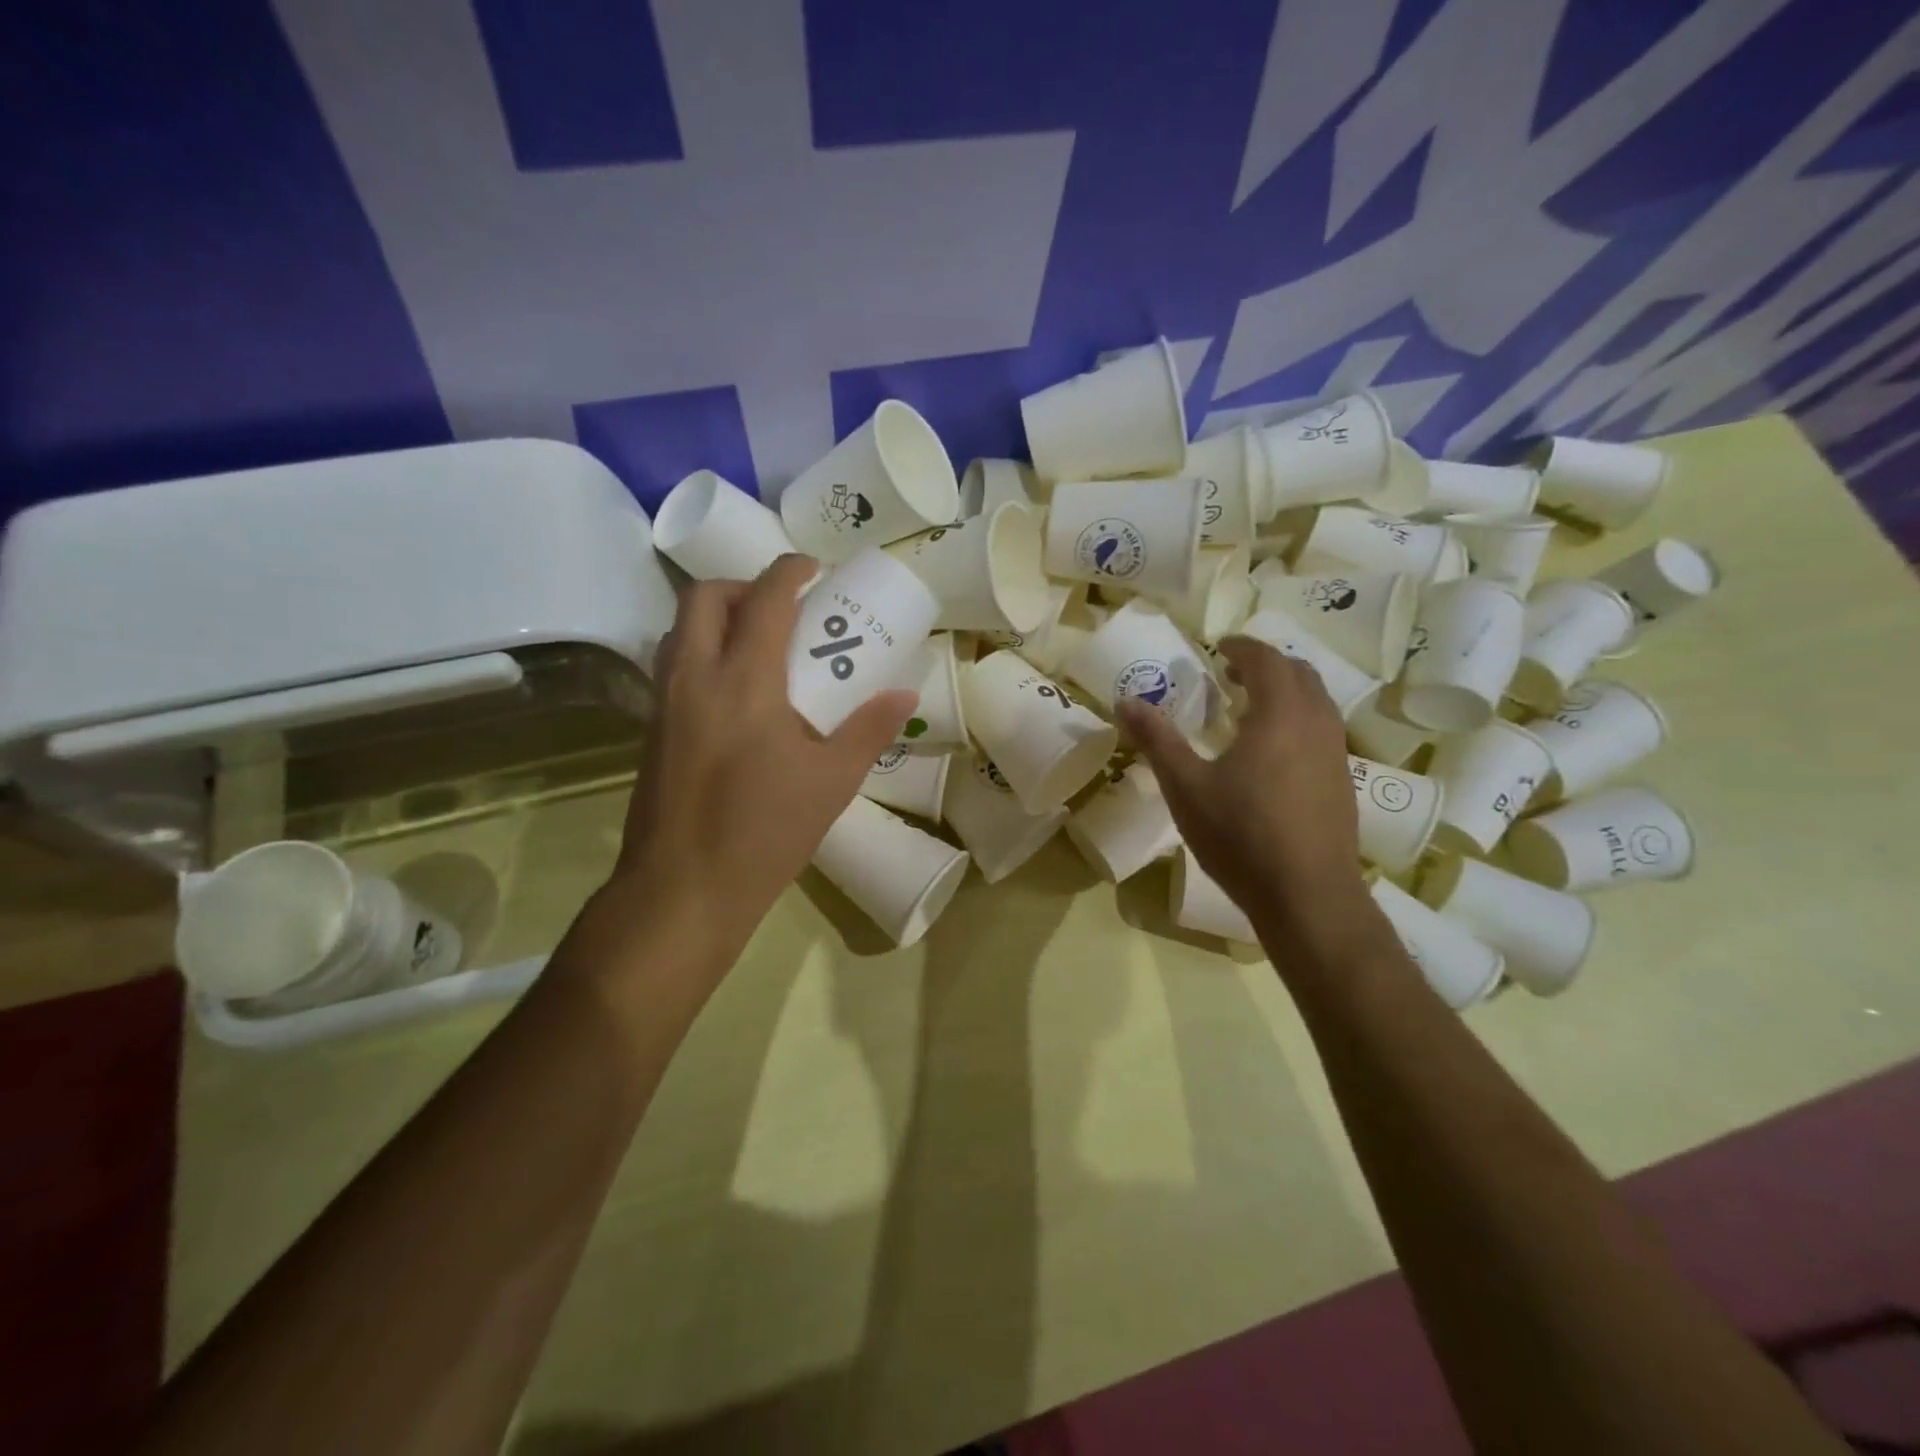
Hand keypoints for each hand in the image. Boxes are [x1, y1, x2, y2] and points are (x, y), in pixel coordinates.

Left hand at [607, 554, 915, 971]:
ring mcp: (664, 702)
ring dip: (719, 616)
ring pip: (681, 628)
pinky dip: (703, 650)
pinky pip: (673, 662)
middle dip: (744, 585)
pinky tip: (736, 691)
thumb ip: (868, 729)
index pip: (764, 600)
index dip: (789, 571)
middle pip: (704, 597)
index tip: (814, 568)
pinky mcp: (651, 728)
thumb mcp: (831, 782)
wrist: (682, 890)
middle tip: (783, 608)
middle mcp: (694, 677)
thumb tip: (904, 694)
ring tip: (761, 644)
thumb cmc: (764, 833)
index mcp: (743, 682)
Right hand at [1118, 637, 1368, 937]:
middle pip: (1300, 673)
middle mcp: (1316, 724)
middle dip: (1267, 665)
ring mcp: (1336, 754)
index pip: (1267, 659)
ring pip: (1318, 702)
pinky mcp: (1343, 782)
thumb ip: (1157, 739)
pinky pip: (1323, 730)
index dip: (1242, 646)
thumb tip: (1125, 701)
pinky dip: (1298, 720)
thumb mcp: (1185, 787)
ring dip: (1287, 692)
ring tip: (1251, 709)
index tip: (1218, 646)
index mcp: (1279, 714)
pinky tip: (1273, 753)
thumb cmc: (1240, 835)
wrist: (1307, 895)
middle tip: (1233, 674)